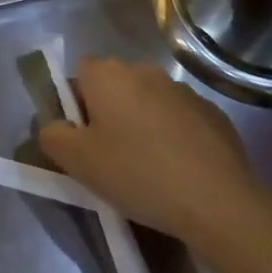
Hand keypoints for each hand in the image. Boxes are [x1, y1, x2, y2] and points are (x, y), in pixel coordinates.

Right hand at [38, 57, 268, 253]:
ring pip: (149, 102)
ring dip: (144, 123)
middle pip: (115, 86)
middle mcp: (143, 70)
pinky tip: (181, 172)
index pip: (80, 73)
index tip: (85, 138)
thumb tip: (54, 127)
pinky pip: (181, 119)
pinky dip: (176, 137)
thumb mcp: (78, 163)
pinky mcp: (213, 113)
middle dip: (111, 113)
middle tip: (113, 156)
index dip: (77, 103)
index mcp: (107, 74)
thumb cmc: (138, 174)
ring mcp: (182, 90)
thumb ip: (53, 137)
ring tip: (150, 168)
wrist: (219, 202)